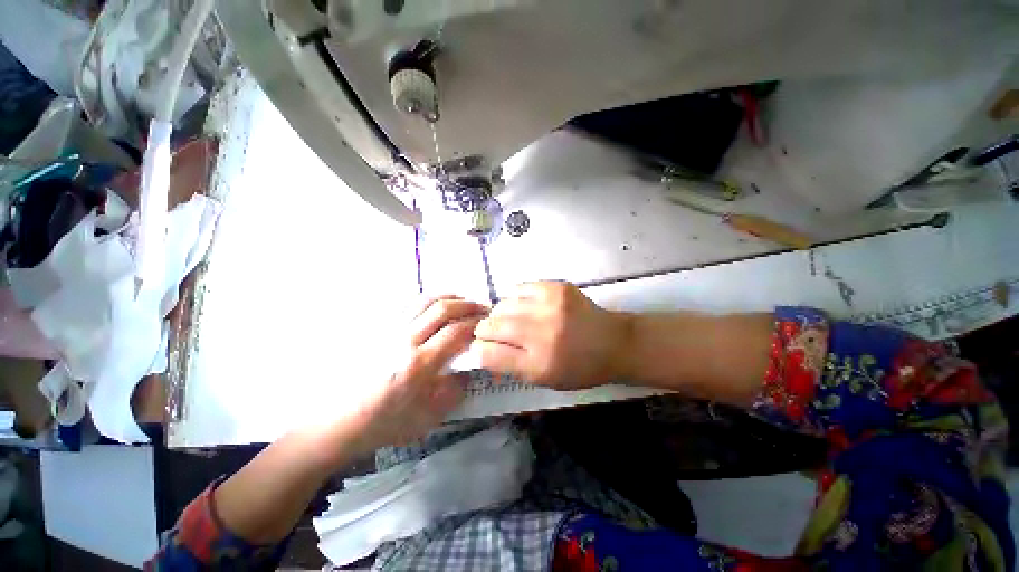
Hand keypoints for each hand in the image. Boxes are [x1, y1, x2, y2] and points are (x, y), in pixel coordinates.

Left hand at [346, 296, 487, 452]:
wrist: (339, 421)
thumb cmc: (385, 422)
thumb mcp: (428, 417)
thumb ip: (455, 391)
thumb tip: (470, 370)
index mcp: (419, 364)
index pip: (456, 332)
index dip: (476, 324)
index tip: (488, 324)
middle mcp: (405, 340)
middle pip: (443, 309)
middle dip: (468, 305)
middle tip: (482, 308)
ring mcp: (389, 330)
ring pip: (425, 300)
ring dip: (449, 297)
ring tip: (463, 302)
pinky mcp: (379, 328)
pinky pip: (408, 304)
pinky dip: (428, 300)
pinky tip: (436, 306)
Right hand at [472, 282, 629, 389]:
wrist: (613, 342)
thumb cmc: (579, 368)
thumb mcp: (545, 380)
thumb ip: (512, 367)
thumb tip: (483, 350)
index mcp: (538, 365)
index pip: (489, 355)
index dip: (478, 350)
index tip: (480, 348)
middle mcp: (542, 335)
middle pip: (492, 326)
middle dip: (483, 330)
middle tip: (488, 331)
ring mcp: (550, 307)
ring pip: (502, 305)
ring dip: (498, 313)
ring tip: (507, 318)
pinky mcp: (556, 288)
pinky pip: (520, 288)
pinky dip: (514, 297)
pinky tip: (522, 304)